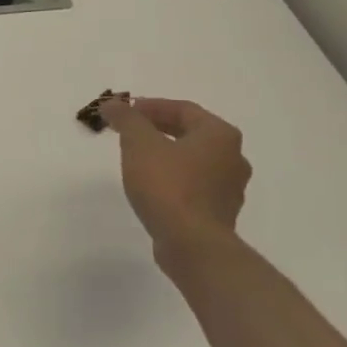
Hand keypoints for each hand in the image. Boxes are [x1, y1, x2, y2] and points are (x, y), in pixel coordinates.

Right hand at [99, 97, 250, 260]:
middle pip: (191, 133)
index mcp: (219, 135)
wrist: (191, 242)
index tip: (124, 111)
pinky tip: (152, 185)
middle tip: (129, 130)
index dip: (151, 106)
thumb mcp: (140, 144)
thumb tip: (113, 104)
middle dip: (158, 128)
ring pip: (193, 160)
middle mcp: (233, 157)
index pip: (184, 109)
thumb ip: (127, 119)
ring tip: (137, 157)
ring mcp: (229, 187)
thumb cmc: (168, 185)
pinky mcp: (219, 212)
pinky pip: (194, 184)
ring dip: (167, 153)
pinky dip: (173, 177)